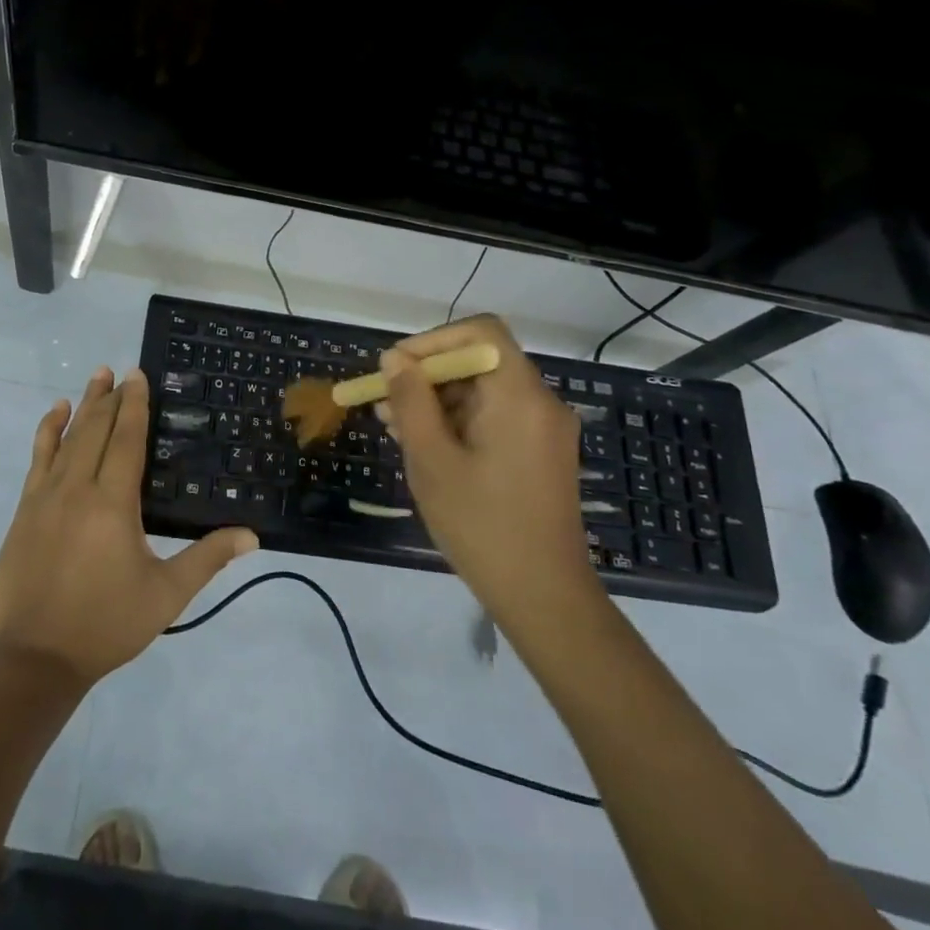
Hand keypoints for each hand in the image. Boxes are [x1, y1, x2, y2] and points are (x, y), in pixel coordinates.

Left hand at [0, 367, 258, 687]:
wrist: (34, 659)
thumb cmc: (106, 624)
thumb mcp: (166, 595)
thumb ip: (208, 559)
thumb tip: (252, 535)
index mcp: (113, 502)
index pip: (126, 439)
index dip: (134, 405)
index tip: (138, 375)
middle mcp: (78, 488)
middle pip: (95, 430)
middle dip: (110, 397)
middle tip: (119, 370)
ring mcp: (45, 497)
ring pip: (66, 438)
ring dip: (82, 406)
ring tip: (94, 378)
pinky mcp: (24, 511)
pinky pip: (37, 459)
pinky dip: (47, 432)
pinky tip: (54, 415)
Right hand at [377, 315, 600, 621]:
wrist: (544, 597)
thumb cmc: (481, 525)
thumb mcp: (432, 459)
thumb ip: (411, 401)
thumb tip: (395, 358)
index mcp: (519, 396)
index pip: (481, 332)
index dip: (434, 340)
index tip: (397, 367)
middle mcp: (540, 402)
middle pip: (480, 362)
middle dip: (428, 376)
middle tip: (385, 403)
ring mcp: (544, 430)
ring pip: (484, 392)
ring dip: (438, 402)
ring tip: (395, 428)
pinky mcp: (542, 453)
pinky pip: (496, 418)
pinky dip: (460, 422)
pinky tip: (425, 446)